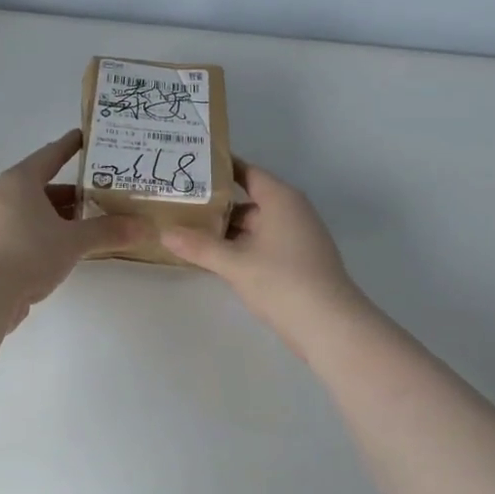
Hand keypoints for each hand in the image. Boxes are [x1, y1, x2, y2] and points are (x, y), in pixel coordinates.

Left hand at [0, 131, 144, 321]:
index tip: (86, 137)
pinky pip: (25, 229)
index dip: (70, 146)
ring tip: (90, 222)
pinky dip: (46, 232)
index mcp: (20, 181)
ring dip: (60, 215)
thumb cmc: (29, 252)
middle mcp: (3, 194)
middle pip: (43, 185)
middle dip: (73, 190)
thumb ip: (108, 231)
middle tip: (102, 191)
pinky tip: (66, 247)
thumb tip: (143, 227)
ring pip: (34, 210)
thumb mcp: (73, 240)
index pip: (50, 155)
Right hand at [161, 161, 365, 344]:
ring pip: (255, 225)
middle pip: (249, 200)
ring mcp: (298, 237)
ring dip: (227, 229)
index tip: (190, 168)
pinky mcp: (298, 260)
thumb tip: (164, 233)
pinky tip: (216, 257)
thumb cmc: (282, 281)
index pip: (247, 173)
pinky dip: (241, 246)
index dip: (219, 169)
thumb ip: (199, 247)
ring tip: (190, 231)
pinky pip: (263, 243)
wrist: (329, 325)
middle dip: (216, 204)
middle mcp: (292, 211)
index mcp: (281, 199)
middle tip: (180, 204)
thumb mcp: (235, 264)